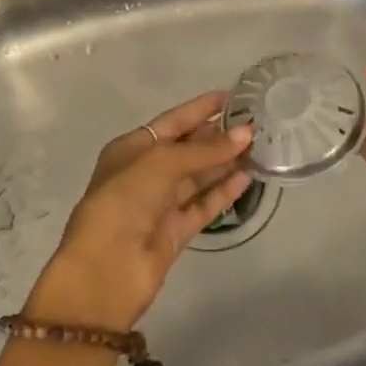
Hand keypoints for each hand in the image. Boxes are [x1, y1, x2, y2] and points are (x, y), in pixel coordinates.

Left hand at [25, 91, 253, 331]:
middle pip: (187, 149)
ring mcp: (161, 204)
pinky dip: (224, 191)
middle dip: (217, 136)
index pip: (172, 121)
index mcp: (131, 148)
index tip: (230, 97)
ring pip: (198, 177)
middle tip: (255, 123)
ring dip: (225, 162)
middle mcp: (145, 173)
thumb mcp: (162, 163)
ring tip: (259, 147)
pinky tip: (248, 177)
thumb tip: (246, 134)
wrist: (105, 268)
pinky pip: (203, 205)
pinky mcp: (175, 232)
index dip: (199, 108)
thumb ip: (205, 150)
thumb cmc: (125, 199)